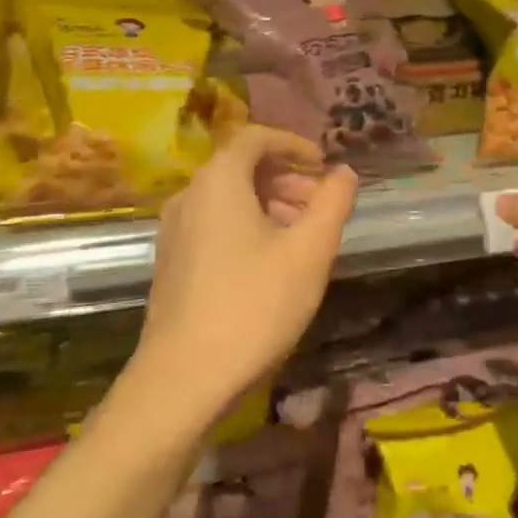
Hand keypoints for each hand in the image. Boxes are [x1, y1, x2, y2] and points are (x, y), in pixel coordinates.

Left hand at [130, 126, 358, 426]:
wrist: (183, 380)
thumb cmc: (254, 305)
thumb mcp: (310, 251)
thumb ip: (333, 203)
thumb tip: (345, 172)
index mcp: (218, 182)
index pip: (255, 137)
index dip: (294, 144)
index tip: (324, 165)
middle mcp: (189, 196)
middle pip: (242, 168)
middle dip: (288, 179)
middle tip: (323, 207)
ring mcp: (175, 232)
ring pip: (229, 200)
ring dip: (271, 205)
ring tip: (305, 238)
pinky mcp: (172, 263)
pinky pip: (215, 225)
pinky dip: (249, 228)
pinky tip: (273, 264)